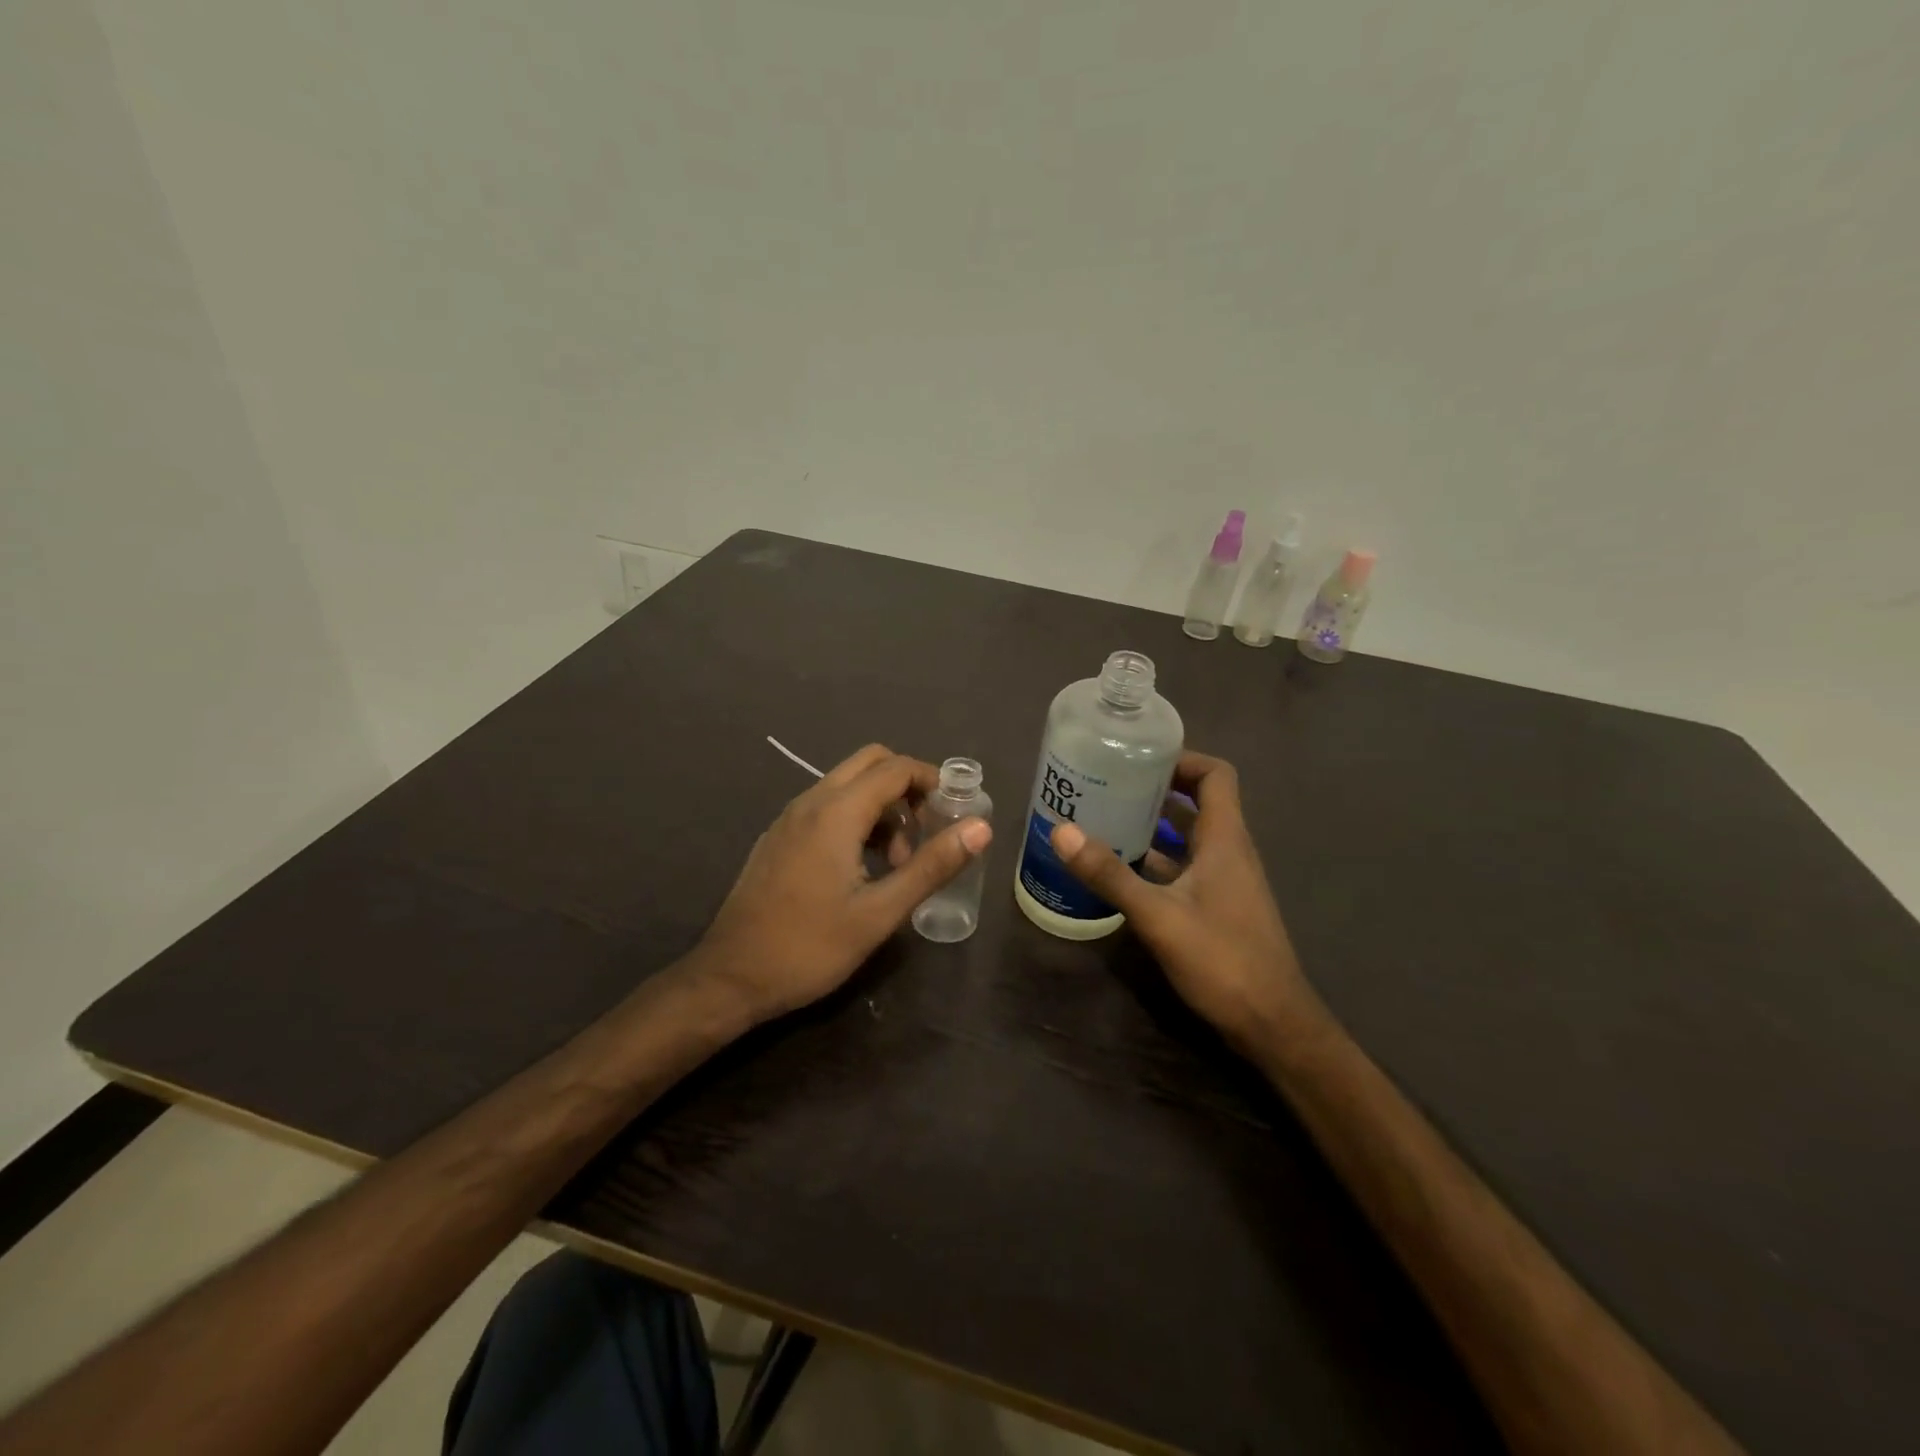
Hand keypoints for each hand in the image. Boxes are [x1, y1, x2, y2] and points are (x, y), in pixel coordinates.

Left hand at [697, 744, 991, 1023]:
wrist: (730, 978)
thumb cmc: (810, 947)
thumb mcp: (880, 912)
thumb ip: (932, 866)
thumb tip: (981, 828)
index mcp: (837, 812)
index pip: (895, 768)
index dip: (932, 781)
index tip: (955, 812)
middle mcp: (811, 802)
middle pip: (870, 764)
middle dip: (907, 788)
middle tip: (926, 831)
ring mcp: (789, 819)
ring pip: (847, 786)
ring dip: (882, 808)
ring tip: (897, 863)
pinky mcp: (779, 838)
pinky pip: (826, 808)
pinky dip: (855, 820)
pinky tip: (862, 870)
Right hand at [1049, 751, 1319, 1052]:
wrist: (1271, 1024)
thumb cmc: (1222, 959)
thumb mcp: (1158, 915)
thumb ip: (1110, 874)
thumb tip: (1061, 831)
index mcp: (1225, 840)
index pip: (1215, 775)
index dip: (1182, 759)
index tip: (1139, 759)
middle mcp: (1229, 852)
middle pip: (1197, 803)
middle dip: (1155, 790)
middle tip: (1107, 786)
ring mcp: (1225, 882)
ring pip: (1188, 838)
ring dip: (1152, 827)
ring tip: (1104, 821)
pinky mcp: (1217, 908)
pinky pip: (1184, 868)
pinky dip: (1155, 861)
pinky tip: (1119, 872)